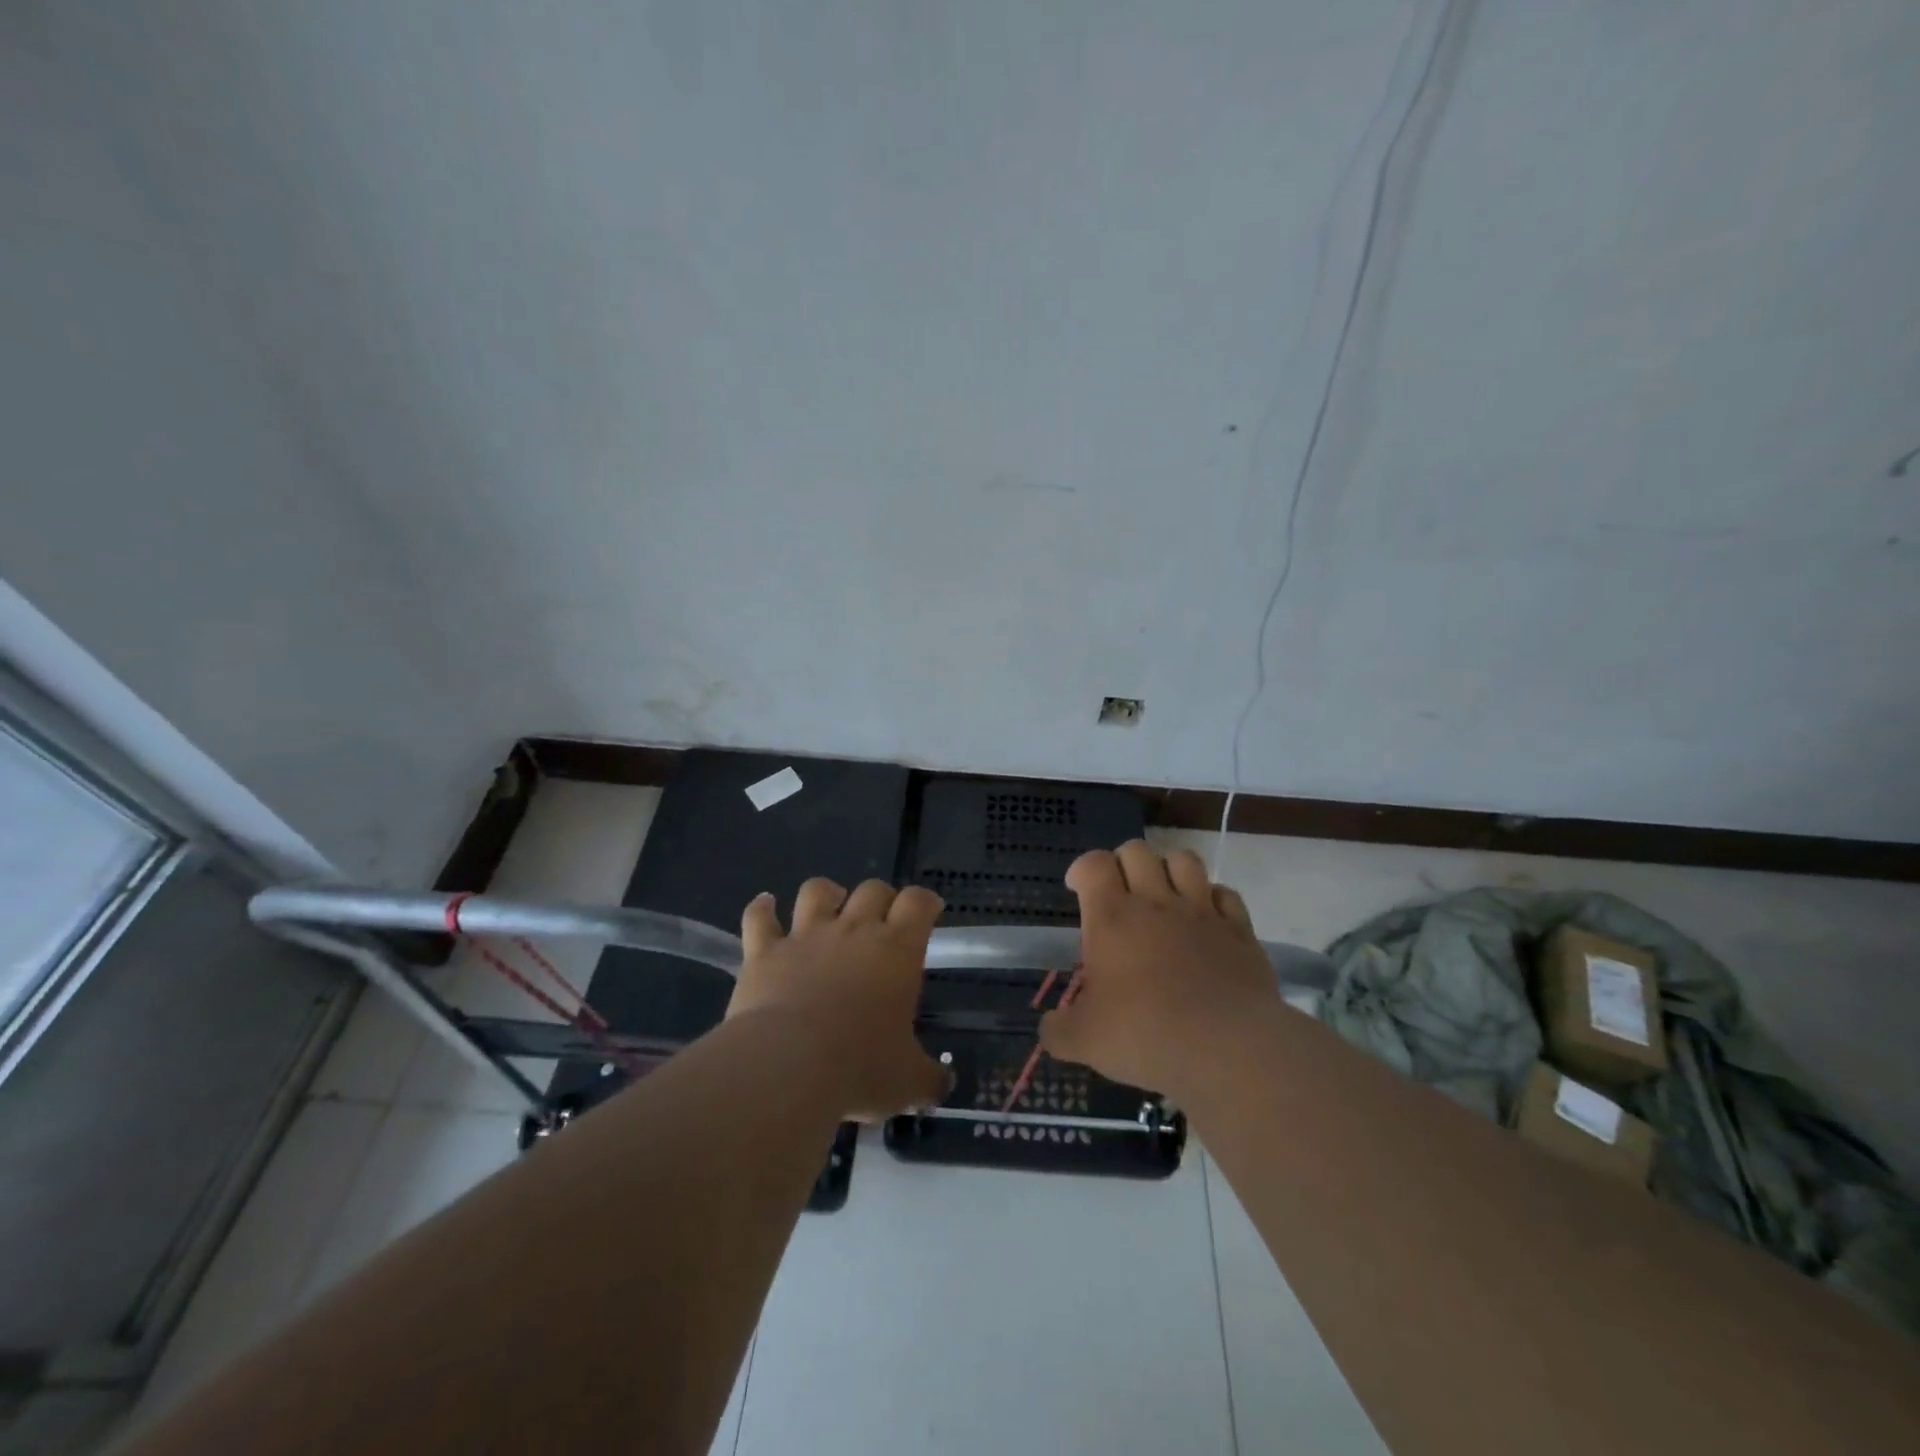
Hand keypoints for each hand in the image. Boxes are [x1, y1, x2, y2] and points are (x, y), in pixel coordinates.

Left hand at [728, 878, 950, 1120]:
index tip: (928, 912)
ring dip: (825, 893)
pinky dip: (761, 909)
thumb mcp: (906, 1082)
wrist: (787, 1067)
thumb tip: (945, 1085)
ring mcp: (805, 936)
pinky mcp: (764, 951)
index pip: (918, 903)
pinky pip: (759, 917)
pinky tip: (764, 906)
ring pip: (817, 891)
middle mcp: (853, 931)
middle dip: (880, 898)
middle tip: (881, 920)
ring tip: (827, 905)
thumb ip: (929, 1078)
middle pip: (872, 889)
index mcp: (896, 951)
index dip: (924, 902)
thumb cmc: (859, 1069)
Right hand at [1040, 840, 1277, 1096]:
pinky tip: (1205, 920)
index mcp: (1112, 916)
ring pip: (1184, 860)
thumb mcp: (1084, 1041)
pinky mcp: (1239, 930)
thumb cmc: (1146, 1034)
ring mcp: (1202, 912)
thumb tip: (1049, 1029)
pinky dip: (1212, 898)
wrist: (1227, 1049)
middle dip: (1123, 862)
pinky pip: (1225, 894)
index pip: (1094, 863)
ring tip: (1163, 896)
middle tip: (1118, 894)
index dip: (1082, 869)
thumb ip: (1058, 1030)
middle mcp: (1156, 902)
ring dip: (1169, 869)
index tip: (1077, 889)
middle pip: (1137, 850)